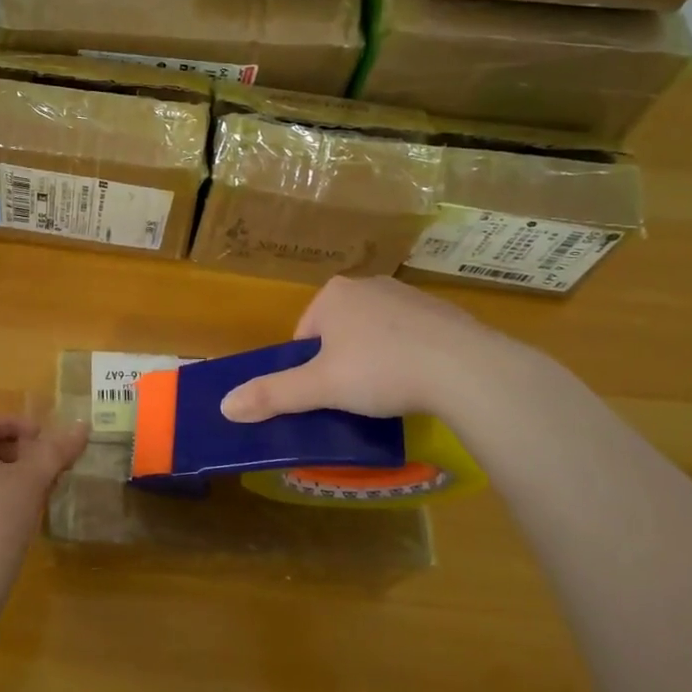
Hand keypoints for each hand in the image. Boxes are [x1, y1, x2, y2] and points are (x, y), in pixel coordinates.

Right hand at [219, 275, 539, 425]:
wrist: (466, 368)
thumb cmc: (381, 370)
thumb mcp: (321, 387)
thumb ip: (272, 394)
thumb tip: (224, 406)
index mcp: (333, 294)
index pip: (305, 334)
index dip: (309, 368)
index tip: (326, 395)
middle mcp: (367, 284)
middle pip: (339, 331)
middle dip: (343, 362)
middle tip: (356, 397)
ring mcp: (408, 295)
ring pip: (376, 332)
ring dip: (376, 358)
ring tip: (390, 393)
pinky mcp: (443, 312)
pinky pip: (411, 336)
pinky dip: (409, 356)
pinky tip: (421, 382)